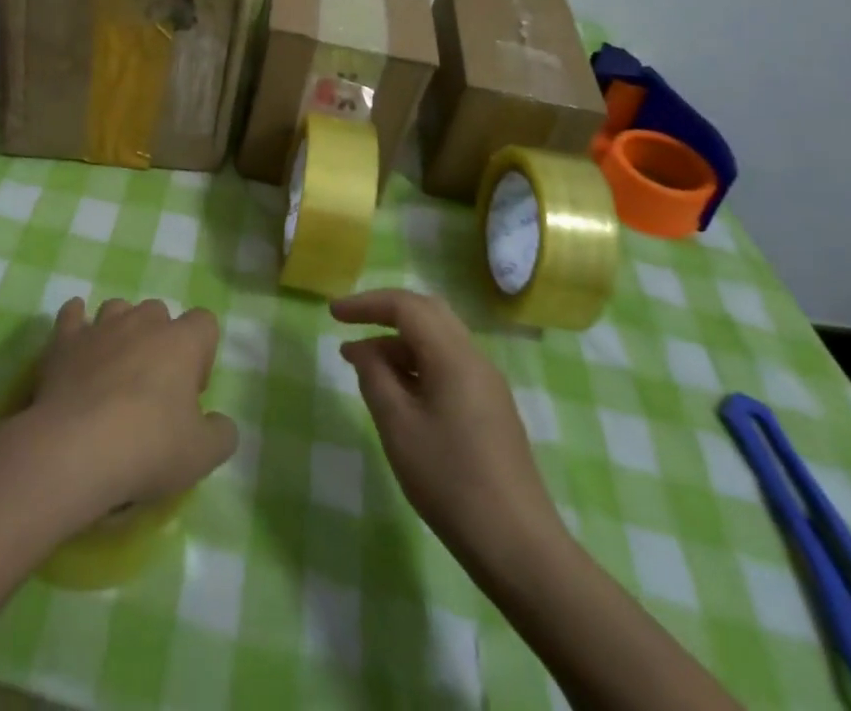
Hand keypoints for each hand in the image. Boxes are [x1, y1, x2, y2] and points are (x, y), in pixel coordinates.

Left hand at [7, 298, 236, 527]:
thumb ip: (221, 434)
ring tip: (116, 365)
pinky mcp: (65, 340)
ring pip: (118, 308)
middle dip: (160, 339)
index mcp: (182, 341)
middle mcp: (143, 322)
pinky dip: (76, 320)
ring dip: (121, 328)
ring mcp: (101, 326)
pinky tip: (77, 336)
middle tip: (153, 384)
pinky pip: (72, 314)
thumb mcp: (202, 455)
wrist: (76, 448)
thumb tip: (220, 423)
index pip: (204, 322)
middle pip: (159, 312)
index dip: (202, 353)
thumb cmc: (148, 446)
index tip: (191, 391)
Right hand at [333, 289, 565, 568]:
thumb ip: (374, 377)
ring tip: (363, 365)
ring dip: (399, 342)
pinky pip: (448, 365)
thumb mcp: (398, 426)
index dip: (366, 303)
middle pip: (427, 313)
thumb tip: (362, 350)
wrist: (518, 546)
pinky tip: (397, 392)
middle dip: (385, 313)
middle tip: (350, 326)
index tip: (333, 314)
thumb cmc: (450, 480)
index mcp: (453, 355)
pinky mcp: (491, 408)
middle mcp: (474, 358)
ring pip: (438, 340)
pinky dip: (417, 364)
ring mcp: (487, 384)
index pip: (405, 306)